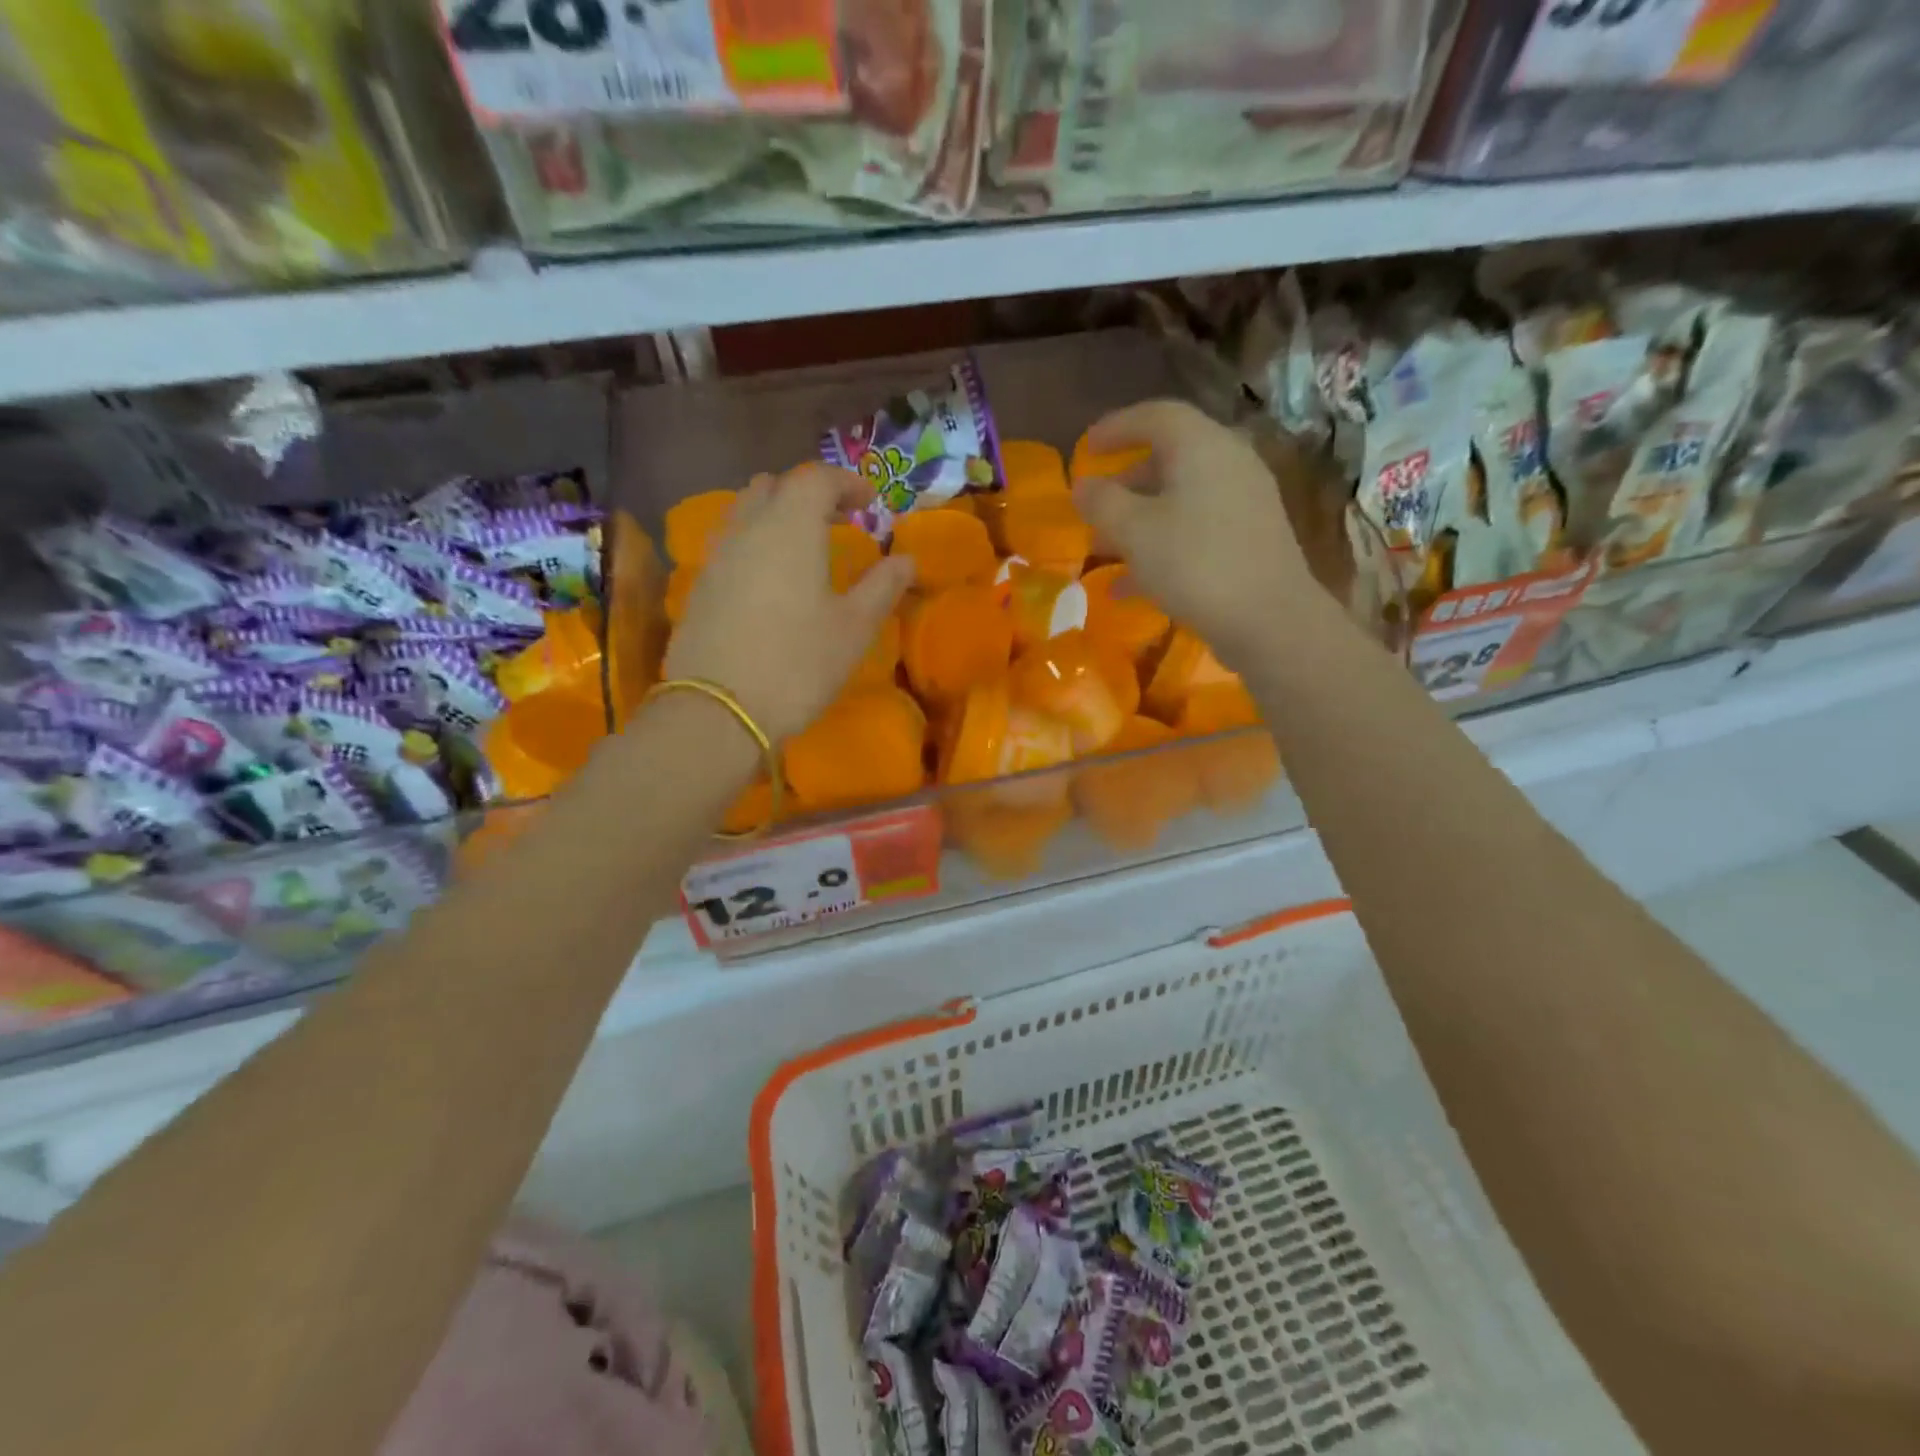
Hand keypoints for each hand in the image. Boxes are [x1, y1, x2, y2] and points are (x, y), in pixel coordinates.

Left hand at [664, 465, 914, 742]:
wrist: (718, 711)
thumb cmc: (797, 664)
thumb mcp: (854, 628)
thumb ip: (883, 586)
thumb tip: (907, 559)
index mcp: (791, 528)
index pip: (816, 478)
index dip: (847, 482)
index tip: (870, 502)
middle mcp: (748, 529)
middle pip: (775, 487)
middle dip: (809, 494)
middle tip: (837, 520)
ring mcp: (717, 557)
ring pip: (746, 512)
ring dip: (778, 516)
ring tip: (804, 548)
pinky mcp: (700, 587)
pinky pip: (730, 544)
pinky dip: (756, 543)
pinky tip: (771, 580)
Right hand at [1071, 400, 1322, 667]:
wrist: (1270, 620)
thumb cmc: (1194, 564)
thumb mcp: (1133, 532)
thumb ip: (1102, 503)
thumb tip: (1083, 485)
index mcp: (1201, 446)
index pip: (1155, 415)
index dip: (1116, 427)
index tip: (1086, 447)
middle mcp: (1229, 462)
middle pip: (1170, 457)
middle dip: (1125, 482)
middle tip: (1095, 504)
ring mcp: (1245, 502)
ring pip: (1181, 498)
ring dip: (1140, 518)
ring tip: (1105, 549)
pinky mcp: (1251, 539)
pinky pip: (1197, 528)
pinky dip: (1163, 544)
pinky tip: (1132, 585)